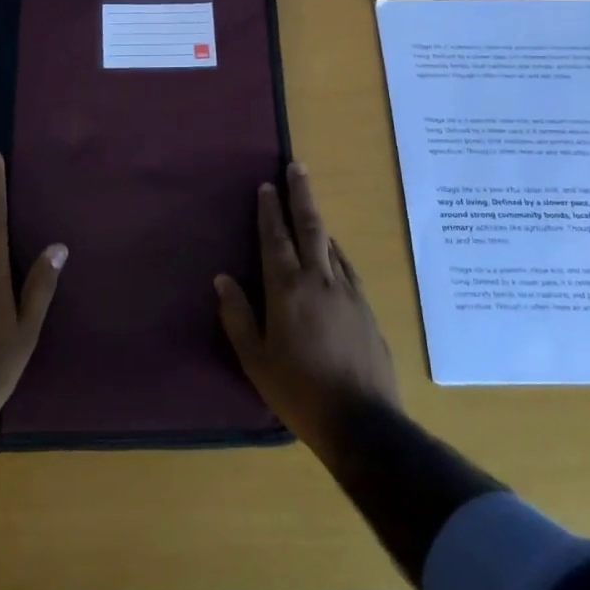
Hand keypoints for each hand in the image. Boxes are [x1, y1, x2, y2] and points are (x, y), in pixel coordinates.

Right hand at [215, 163, 399, 464]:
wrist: (362, 422)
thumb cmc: (298, 392)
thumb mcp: (255, 360)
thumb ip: (237, 316)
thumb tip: (223, 279)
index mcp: (287, 290)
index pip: (275, 239)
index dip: (269, 211)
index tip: (266, 186)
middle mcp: (319, 280)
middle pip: (310, 227)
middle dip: (300, 195)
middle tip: (297, 167)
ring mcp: (348, 292)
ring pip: (331, 244)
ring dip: (318, 221)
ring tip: (308, 206)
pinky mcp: (367, 308)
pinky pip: (347, 267)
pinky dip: (336, 250)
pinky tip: (333, 252)